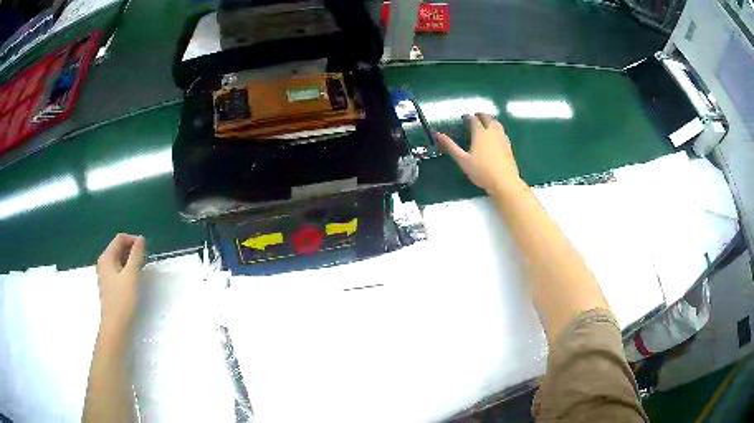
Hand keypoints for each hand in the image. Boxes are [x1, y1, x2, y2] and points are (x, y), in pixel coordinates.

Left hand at [96, 233, 145, 332]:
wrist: (115, 325)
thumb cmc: (123, 299)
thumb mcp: (132, 275)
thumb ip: (136, 255)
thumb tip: (141, 239)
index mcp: (106, 257)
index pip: (120, 238)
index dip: (133, 240)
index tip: (146, 250)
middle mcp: (103, 262)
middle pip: (118, 248)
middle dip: (132, 250)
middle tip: (145, 261)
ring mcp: (104, 274)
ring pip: (118, 259)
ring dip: (130, 261)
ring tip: (141, 270)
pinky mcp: (108, 284)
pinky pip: (117, 269)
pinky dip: (126, 269)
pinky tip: (133, 280)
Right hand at [435, 113, 522, 195]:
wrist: (504, 181)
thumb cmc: (481, 171)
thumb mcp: (462, 160)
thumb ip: (450, 146)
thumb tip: (437, 134)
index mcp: (480, 133)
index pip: (474, 120)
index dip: (468, 117)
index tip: (464, 117)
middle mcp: (492, 132)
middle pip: (487, 118)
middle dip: (481, 115)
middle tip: (475, 115)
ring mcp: (502, 138)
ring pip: (497, 123)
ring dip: (490, 120)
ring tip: (486, 122)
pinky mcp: (509, 146)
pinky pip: (502, 132)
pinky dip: (497, 129)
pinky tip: (496, 135)